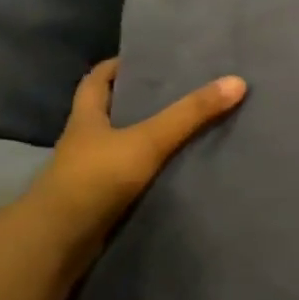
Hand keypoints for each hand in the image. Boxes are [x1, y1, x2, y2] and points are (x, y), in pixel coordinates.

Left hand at [30, 59, 245, 243]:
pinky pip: (129, 178)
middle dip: (138, 102)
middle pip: (111, 112)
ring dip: (145, 140)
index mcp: (87, 117)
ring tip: (185, 130)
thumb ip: (190, 114)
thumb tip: (237, 81)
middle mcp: (85, 141)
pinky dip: (149, 172)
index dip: (117, 67)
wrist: (61, 240)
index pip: (97, 81)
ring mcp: (91, 173)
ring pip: (121, 146)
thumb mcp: (148, 140)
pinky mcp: (100, 201)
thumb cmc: (96, 178)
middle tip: (178, 93)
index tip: (146, 60)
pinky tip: (174, 172)